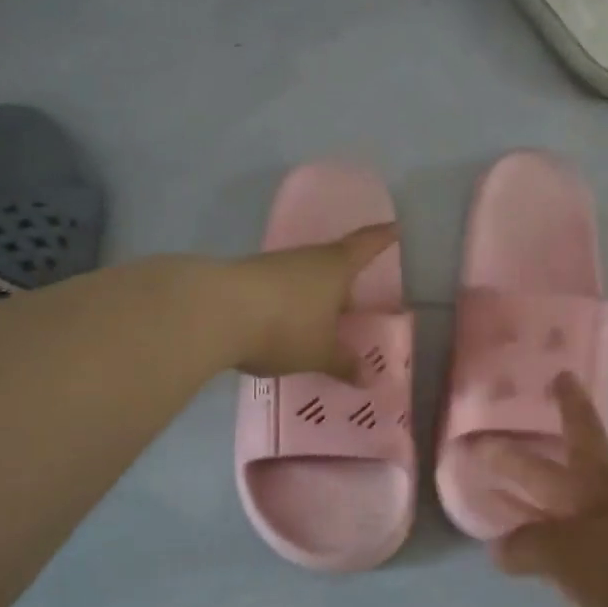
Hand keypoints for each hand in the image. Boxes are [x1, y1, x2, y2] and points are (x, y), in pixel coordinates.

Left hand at [226, 222, 399, 380]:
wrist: (212, 312)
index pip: (366, 245)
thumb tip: (370, 378)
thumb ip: (344, 363)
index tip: (395, 228)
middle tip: (354, 298)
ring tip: (319, 319)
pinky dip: (287, 304)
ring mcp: (273, 266)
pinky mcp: (246, 279)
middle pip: (333, 262)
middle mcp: (306, 259)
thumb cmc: (284, 326)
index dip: (382, 238)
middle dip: (343, 279)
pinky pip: (278, 290)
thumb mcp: (319, 352)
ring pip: (303, 277)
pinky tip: (284, 325)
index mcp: (335, 268)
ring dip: (313, 294)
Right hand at [488, 373, 607, 606]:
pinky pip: (560, 560)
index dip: (569, 404)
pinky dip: (537, 554)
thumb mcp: (575, 551)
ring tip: (487, 503)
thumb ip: (532, 545)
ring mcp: (606, 547)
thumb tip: (498, 547)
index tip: (560, 374)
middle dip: (517, 461)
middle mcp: (600, 508)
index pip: (580, 431)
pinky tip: (519, 560)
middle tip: (477, 445)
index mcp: (599, 484)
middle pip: (552, 476)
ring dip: (523, 508)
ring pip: (554, 517)